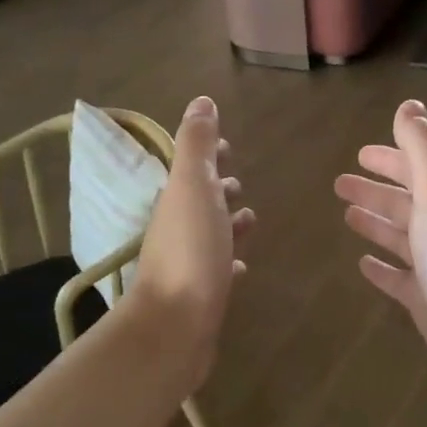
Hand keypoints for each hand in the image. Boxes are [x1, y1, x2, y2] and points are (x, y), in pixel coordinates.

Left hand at [129, 96, 253, 390]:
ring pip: (210, 235)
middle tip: (241, 183)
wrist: (175, 325)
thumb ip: (197, 145)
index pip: (193, 169)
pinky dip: (230, 262)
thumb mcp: (194, 187)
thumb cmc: (190, 251)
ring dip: (227, 223)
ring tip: (251, 218)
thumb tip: (201, 101)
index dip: (209, 156)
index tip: (228, 147)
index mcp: (177, 200)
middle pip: (201, 201)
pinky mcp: (202, 296)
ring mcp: (189, 264)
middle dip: (220, 188)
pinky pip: (219, 271)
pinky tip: (243, 266)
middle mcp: (178, 230)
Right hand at [335, 100, 426, 401]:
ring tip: (348, 216)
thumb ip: (423, 149)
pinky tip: (363, 265)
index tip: (360, 153)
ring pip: (403, 239)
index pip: (417, 170)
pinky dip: (383, 268)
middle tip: (340, 184)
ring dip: (377, 224)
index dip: (390, 160)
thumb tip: (410, 104)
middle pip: (407, 204)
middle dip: (376, 191)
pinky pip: (401, 279)